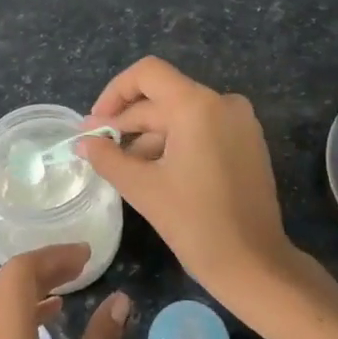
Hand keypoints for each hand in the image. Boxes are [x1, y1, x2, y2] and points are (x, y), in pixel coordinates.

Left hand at [0, 244, 131, 338]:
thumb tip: (119, 300)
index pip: (18, 275)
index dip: (53, 256)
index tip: (89, 256)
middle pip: (5, 285)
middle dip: (45, 267)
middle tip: (86, 267)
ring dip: (32, 288)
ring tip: (73, 288)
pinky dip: (21, 312)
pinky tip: (49, 322)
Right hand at [80, 57, 304, 313]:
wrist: (255, 264)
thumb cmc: (195, 223)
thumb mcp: (143, 188)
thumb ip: (108, 158)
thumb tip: (83, 143)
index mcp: (197, 106)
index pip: (147, 74)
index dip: (115, 92)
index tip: (96, 124)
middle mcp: (222, 103)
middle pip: (163, 98)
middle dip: (127, 121)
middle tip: (97, 148)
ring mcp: (239, 122)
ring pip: (181, 116)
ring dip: (148, 136)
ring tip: (122, 166)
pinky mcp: (247, 143)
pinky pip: (202, 129)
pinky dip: (174, 143)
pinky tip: (153, 171)